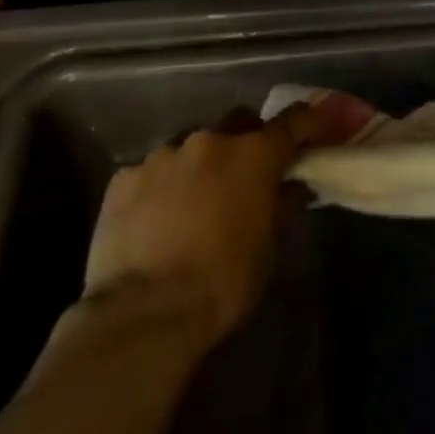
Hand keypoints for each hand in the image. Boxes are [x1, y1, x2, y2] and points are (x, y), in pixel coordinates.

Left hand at [80, 108, 313, 344]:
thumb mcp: (268, 248)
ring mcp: (163, 155)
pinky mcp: (124, 178)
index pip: (293, 120)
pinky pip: (151, 171)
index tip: (310, 133)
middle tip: (243, 176)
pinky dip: (160, 187)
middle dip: (245, 142)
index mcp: (254, 155)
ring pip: (191, 147)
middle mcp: (210, 141)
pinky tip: (154, 220)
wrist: (143, 313)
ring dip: (199, 166)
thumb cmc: (222, 281)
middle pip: (238, 123)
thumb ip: (282, 206)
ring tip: (191, 204)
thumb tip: (292, 186)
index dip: (306, 123)